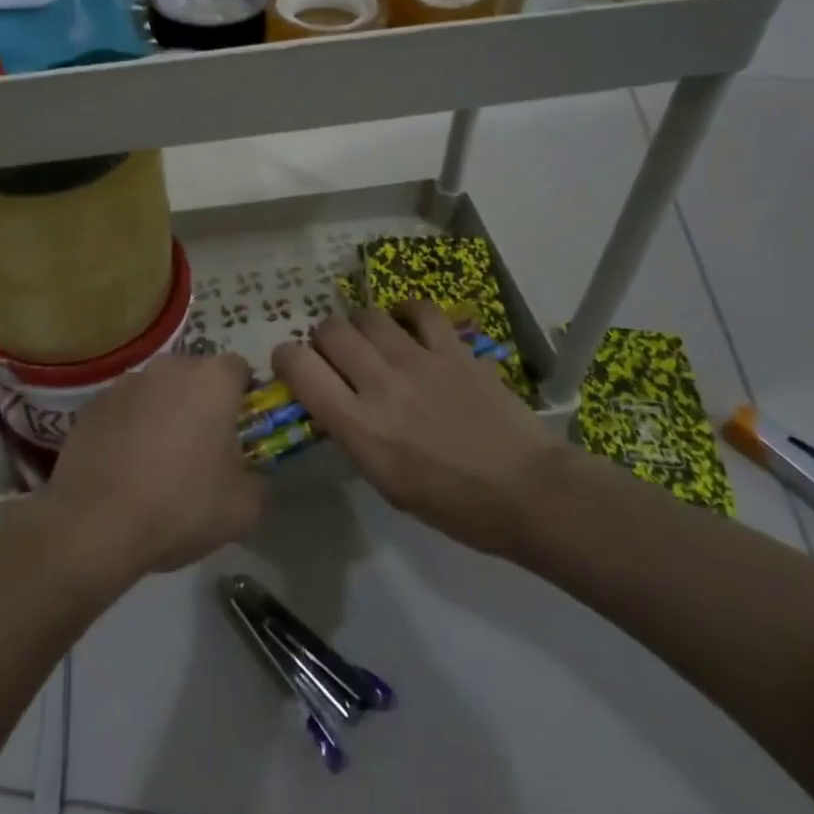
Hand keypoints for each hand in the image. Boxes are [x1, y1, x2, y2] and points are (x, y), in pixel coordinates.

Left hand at [44, 353, 265, 577]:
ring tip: (157, 462)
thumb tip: (255, 475)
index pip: (240, 369)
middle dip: (202, 403)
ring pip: (157, 392)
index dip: (244, 398)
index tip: (240, 432)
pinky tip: (124, 468)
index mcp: (212, 380)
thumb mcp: (245, 508)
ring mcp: (124, 384)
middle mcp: (168, 367)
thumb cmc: (181, 507)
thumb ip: (261, 480)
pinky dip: (128, 428)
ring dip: (163, 413)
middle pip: (195, 376)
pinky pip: (123, 410)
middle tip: (201, 450)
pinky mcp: (91, 406)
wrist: (95, 527)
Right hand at [271, 303, 564, 556]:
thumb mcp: (386, 483)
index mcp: (359, 427)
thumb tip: (336, 402)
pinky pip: (418, 309)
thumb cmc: (454, 505)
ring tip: (373, 341)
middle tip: (337, 356)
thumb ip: (354, 435)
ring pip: (367, 315)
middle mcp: (380, 384)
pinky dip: (405, 311)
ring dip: (361, 326)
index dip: (286, 358)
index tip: (292, 364)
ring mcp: (419, 360)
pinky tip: (408, 324)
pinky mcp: (453, 348)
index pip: (299, 368)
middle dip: (323, 339)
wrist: (527, 491)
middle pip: (329, 330)